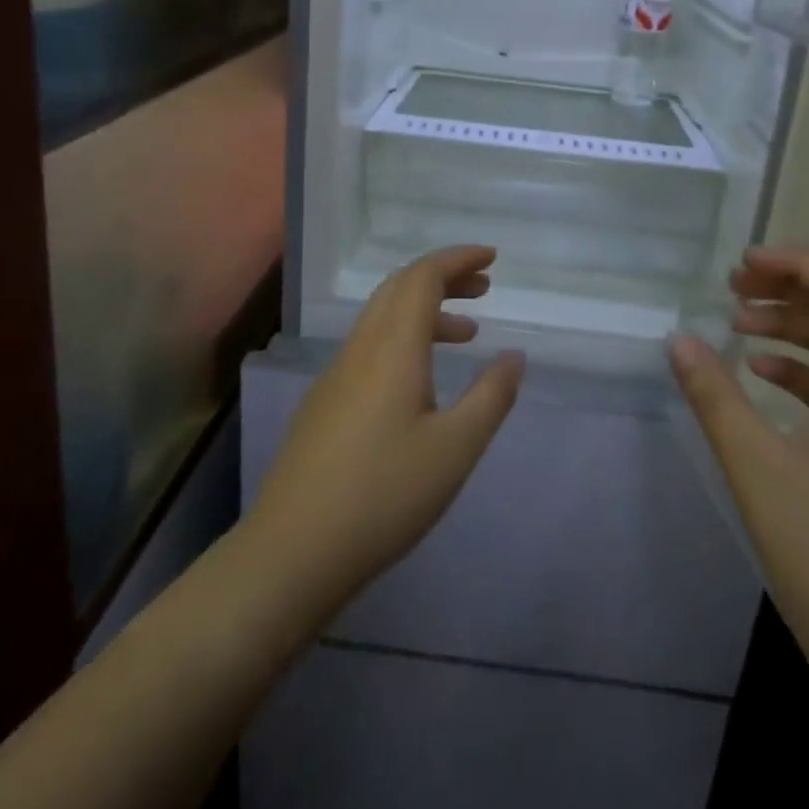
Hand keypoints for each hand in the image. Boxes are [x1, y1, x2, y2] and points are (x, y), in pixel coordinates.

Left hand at [244, 245, 523, 619]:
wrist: (293, 550)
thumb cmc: (385, 495)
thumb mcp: (455, 448)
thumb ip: (490, 396)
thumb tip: (514, 355)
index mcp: (392, 348)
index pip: (423, 277)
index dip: (458, 259)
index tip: (492, 258)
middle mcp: (361, 348)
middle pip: (400, 288)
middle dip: (443, 277)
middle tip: (484, 287)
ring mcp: (336, 374)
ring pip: (382, 318)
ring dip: (424, 310)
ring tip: (466, 334)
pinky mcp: (324, 402)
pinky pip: (369, 346)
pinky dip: (404, 339)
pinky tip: (420, 379)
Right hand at [667, 245, 808, 699]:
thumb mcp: (758, 470)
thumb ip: (715, 396)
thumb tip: (678, 337)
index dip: (800, 263)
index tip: (743, 264)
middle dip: (792, 290)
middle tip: (733, 288)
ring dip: (796, 329)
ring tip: (739, 326)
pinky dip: (805, 372)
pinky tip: (764, 379)